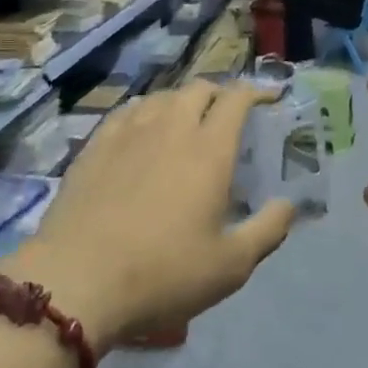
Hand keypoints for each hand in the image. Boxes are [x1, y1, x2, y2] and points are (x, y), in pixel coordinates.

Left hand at [5, 83, 295, 348]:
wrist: (78, 278)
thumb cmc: (163, 273)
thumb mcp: (230, 266)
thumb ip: (267, 230)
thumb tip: (289, 204)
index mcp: (209, 149)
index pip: (236, 99)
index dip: (256, 92)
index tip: (268, 98)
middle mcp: (171, 127)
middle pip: (199, 89)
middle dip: (219, 93)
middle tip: (226, 114)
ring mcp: (129, 131)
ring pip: (162, 96)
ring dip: (182, 101)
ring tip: (186, 121)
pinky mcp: (96, 144)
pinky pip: (128, 111)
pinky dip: (146, 111)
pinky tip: (142, 130)